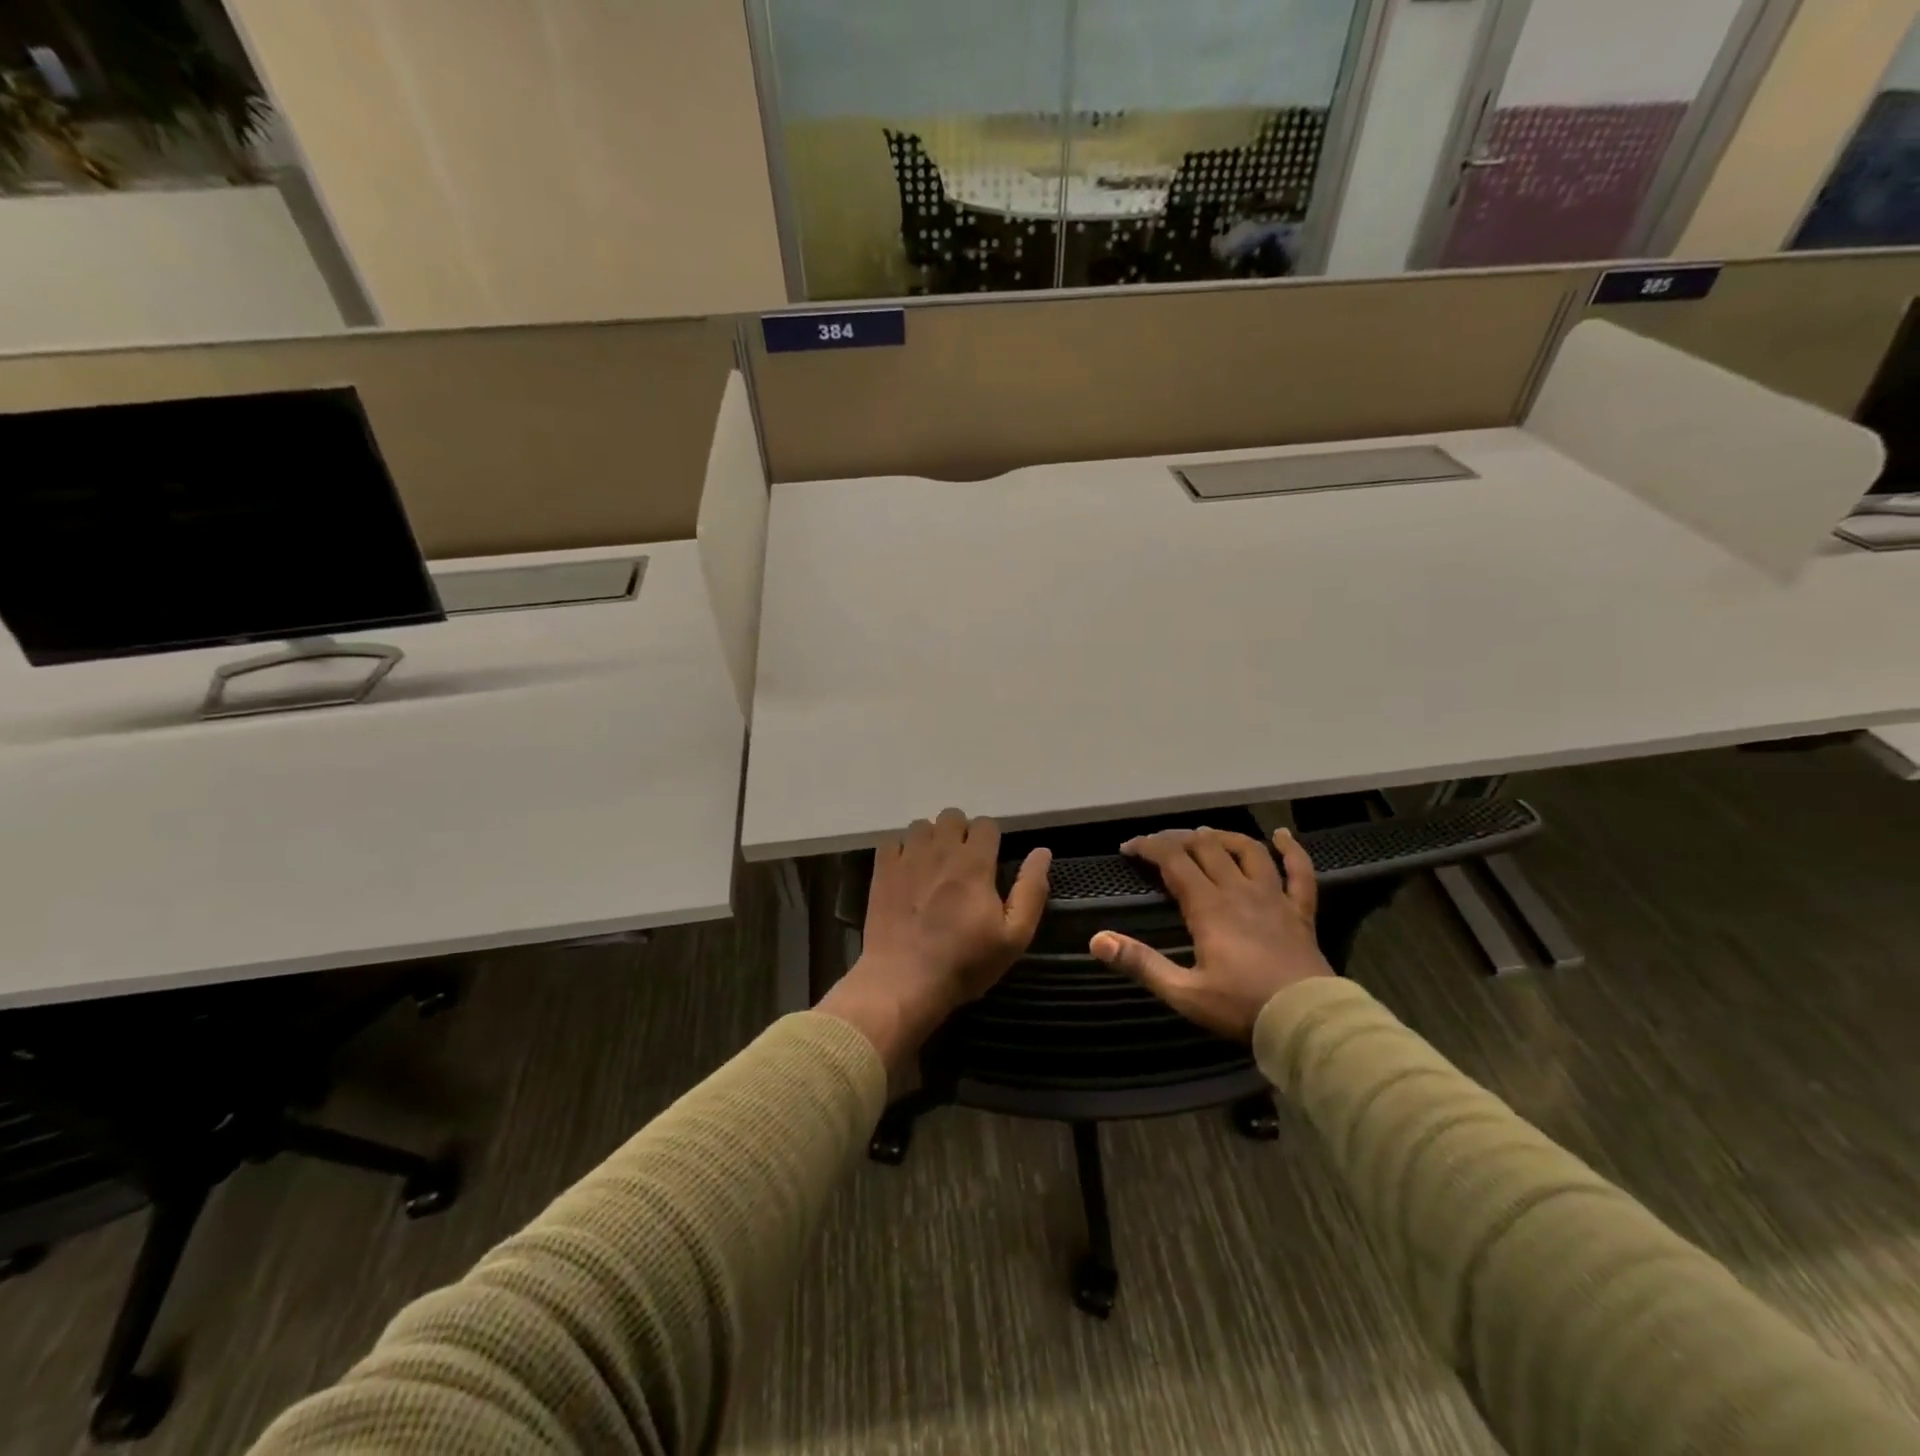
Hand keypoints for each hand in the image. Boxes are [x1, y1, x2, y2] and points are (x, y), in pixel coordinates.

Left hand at [818, 809, 1050, 1070]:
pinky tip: (906, 873)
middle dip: (960, 833)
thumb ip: (1031, 891)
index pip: (986, 824)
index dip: (990, 840)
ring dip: (930, 839)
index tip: (989, 863)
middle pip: (952, 816)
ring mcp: (907, 858)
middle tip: (962, 864)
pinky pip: (892, 841)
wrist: (903, 982)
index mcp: (974, 863)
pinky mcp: (882, 870)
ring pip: (921, 825)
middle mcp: (940, 850)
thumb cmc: (964, 963)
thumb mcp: (1013, 937)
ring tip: (933, 867)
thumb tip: (1042, 852)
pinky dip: (901, 851)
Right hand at [1090, 826, 1331, 1040]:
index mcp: (1209, 906)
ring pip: (1248, 851)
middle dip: (1179, 839)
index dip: (1149, 847)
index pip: (1173, 861)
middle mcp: (1239, 890)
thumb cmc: (1241, 1006)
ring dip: (1224, 837)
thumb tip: (1097, 940)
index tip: (1129, 848)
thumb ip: (1140, 963)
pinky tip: (1281, 835)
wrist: (1306, 1022)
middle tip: (1160, 845)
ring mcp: (1273, 897)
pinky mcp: (1300, 911)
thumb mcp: (1183, 991)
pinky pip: (1299, 872)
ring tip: (1206, 835)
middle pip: (1207, 848)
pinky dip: (1291, 850)